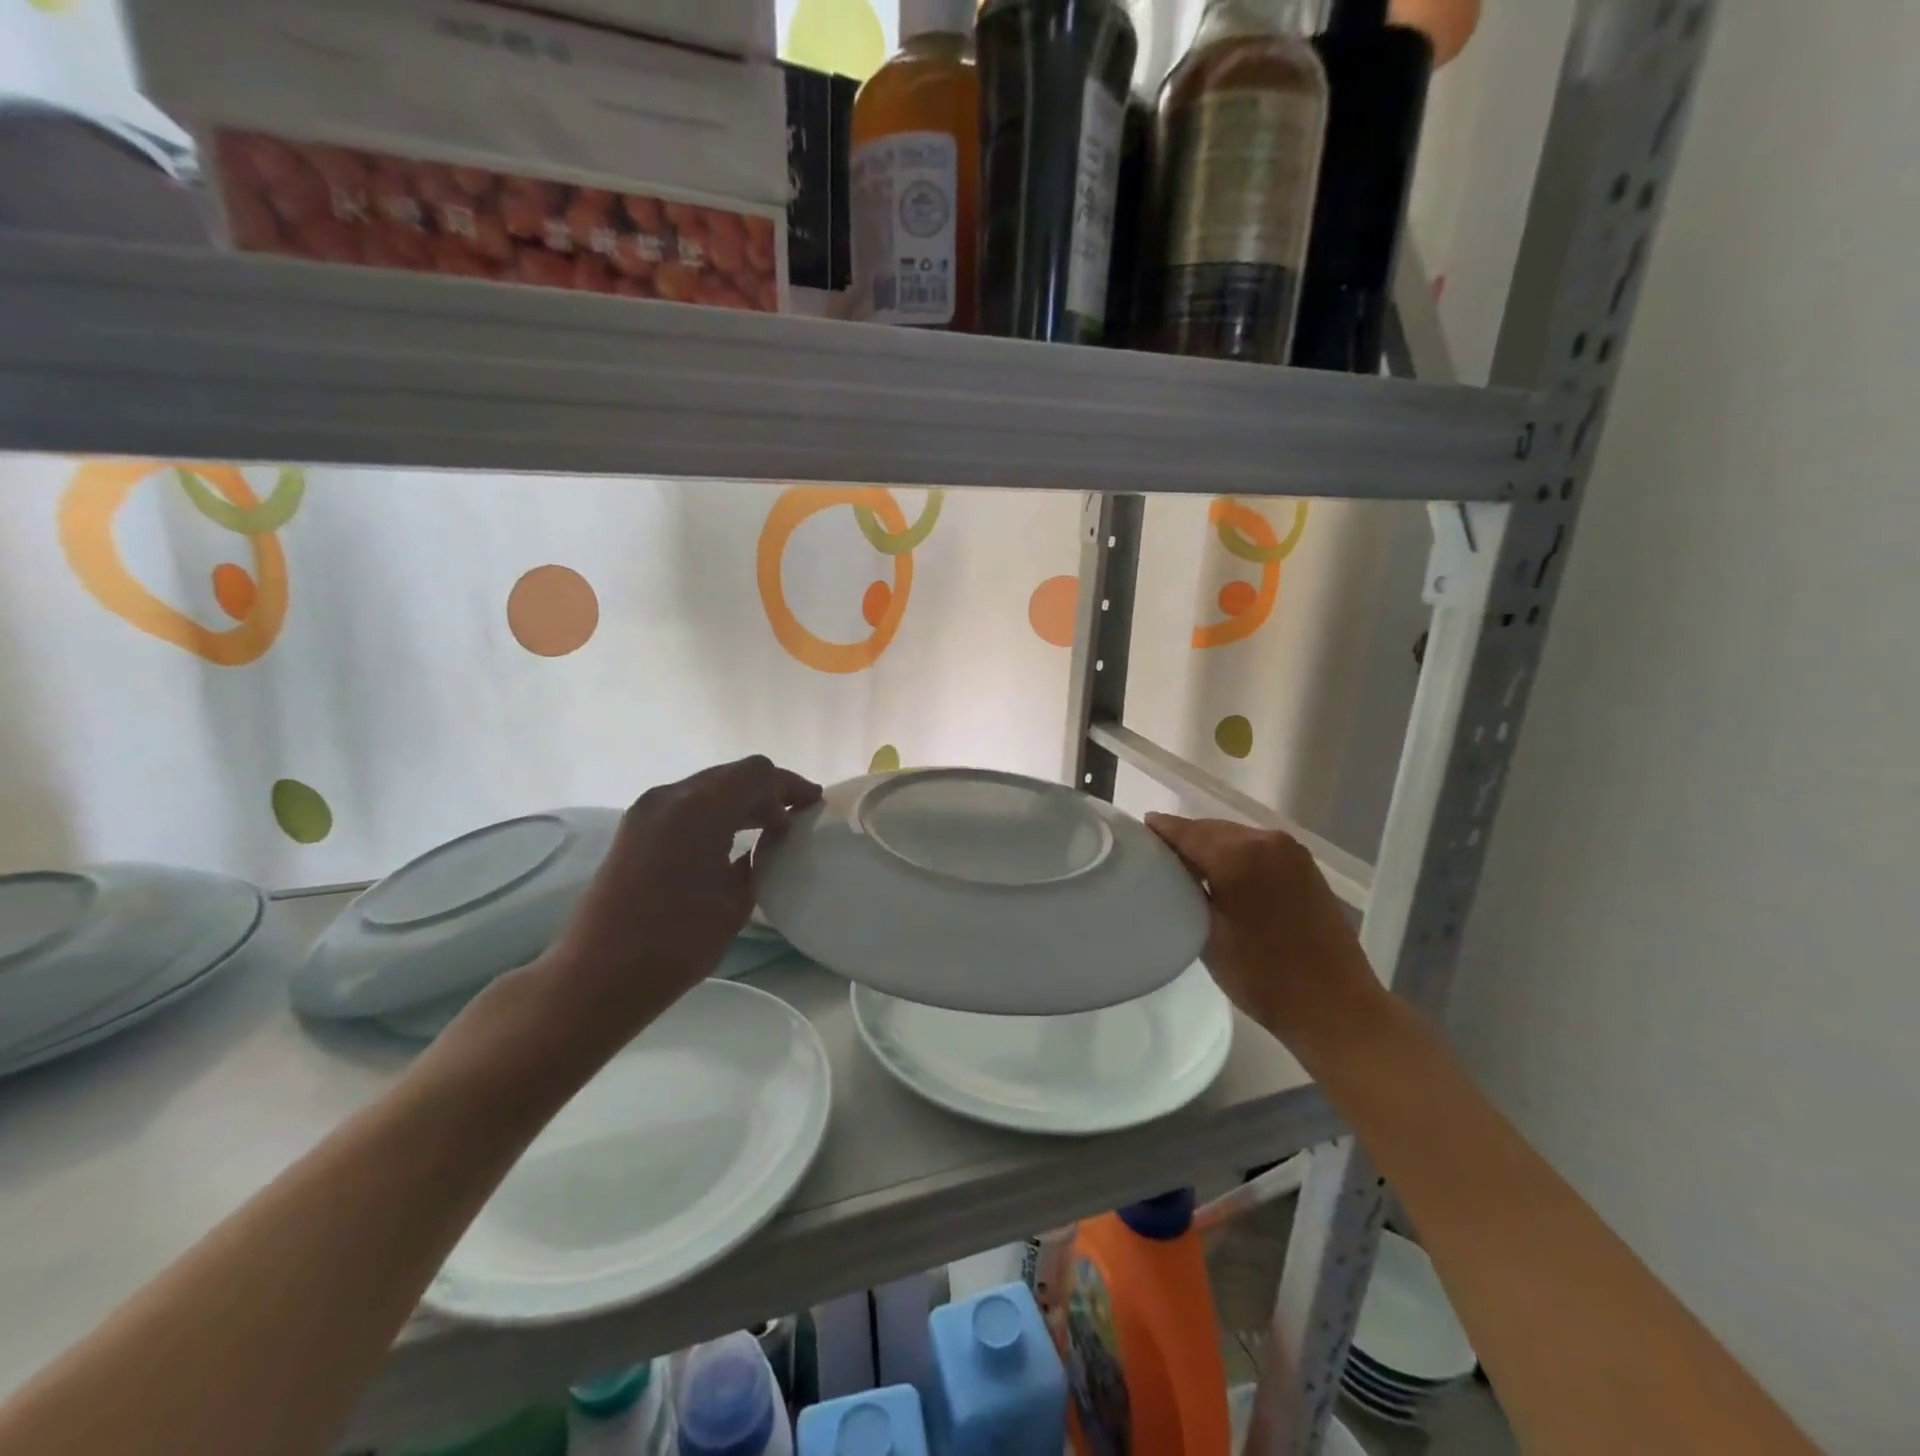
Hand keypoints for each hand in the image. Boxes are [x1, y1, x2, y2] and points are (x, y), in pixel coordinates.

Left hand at [529, 756, 820, 1048]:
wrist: (599, 975)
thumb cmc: (677, 942)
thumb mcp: (736, 900)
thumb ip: (757, 859)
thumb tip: (766, 841)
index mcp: (699, 808)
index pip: (756, 773)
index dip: (789, 786)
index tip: (813, 807)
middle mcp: (670, 796)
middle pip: (732, 774)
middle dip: (768, 791)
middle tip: (796, 818)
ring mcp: (647, 810)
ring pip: (708, 787)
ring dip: (741, 800)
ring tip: (770, 829)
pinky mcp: (635, 828)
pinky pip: (687, 804)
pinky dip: (716, 812)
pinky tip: (731, 840)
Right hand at [1146, 813, 1383, 1043]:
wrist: (1335, 1006)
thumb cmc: (1262, 976)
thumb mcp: (1206, 933)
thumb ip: (1185, 890)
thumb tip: (1169, 867)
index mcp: (1238, 854)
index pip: (1186, 831)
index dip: (1159, 830)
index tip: (1136, 833)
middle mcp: (1266, 840)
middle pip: (1211, 829)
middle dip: (1184, 839)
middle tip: (1157, 857)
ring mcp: (1291, 851)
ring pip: (1235, 837)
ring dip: (1211, 847)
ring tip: (1186, 869)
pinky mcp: (1305, 866)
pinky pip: (1257, 849)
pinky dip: (1236, 855)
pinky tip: (1223, 876)